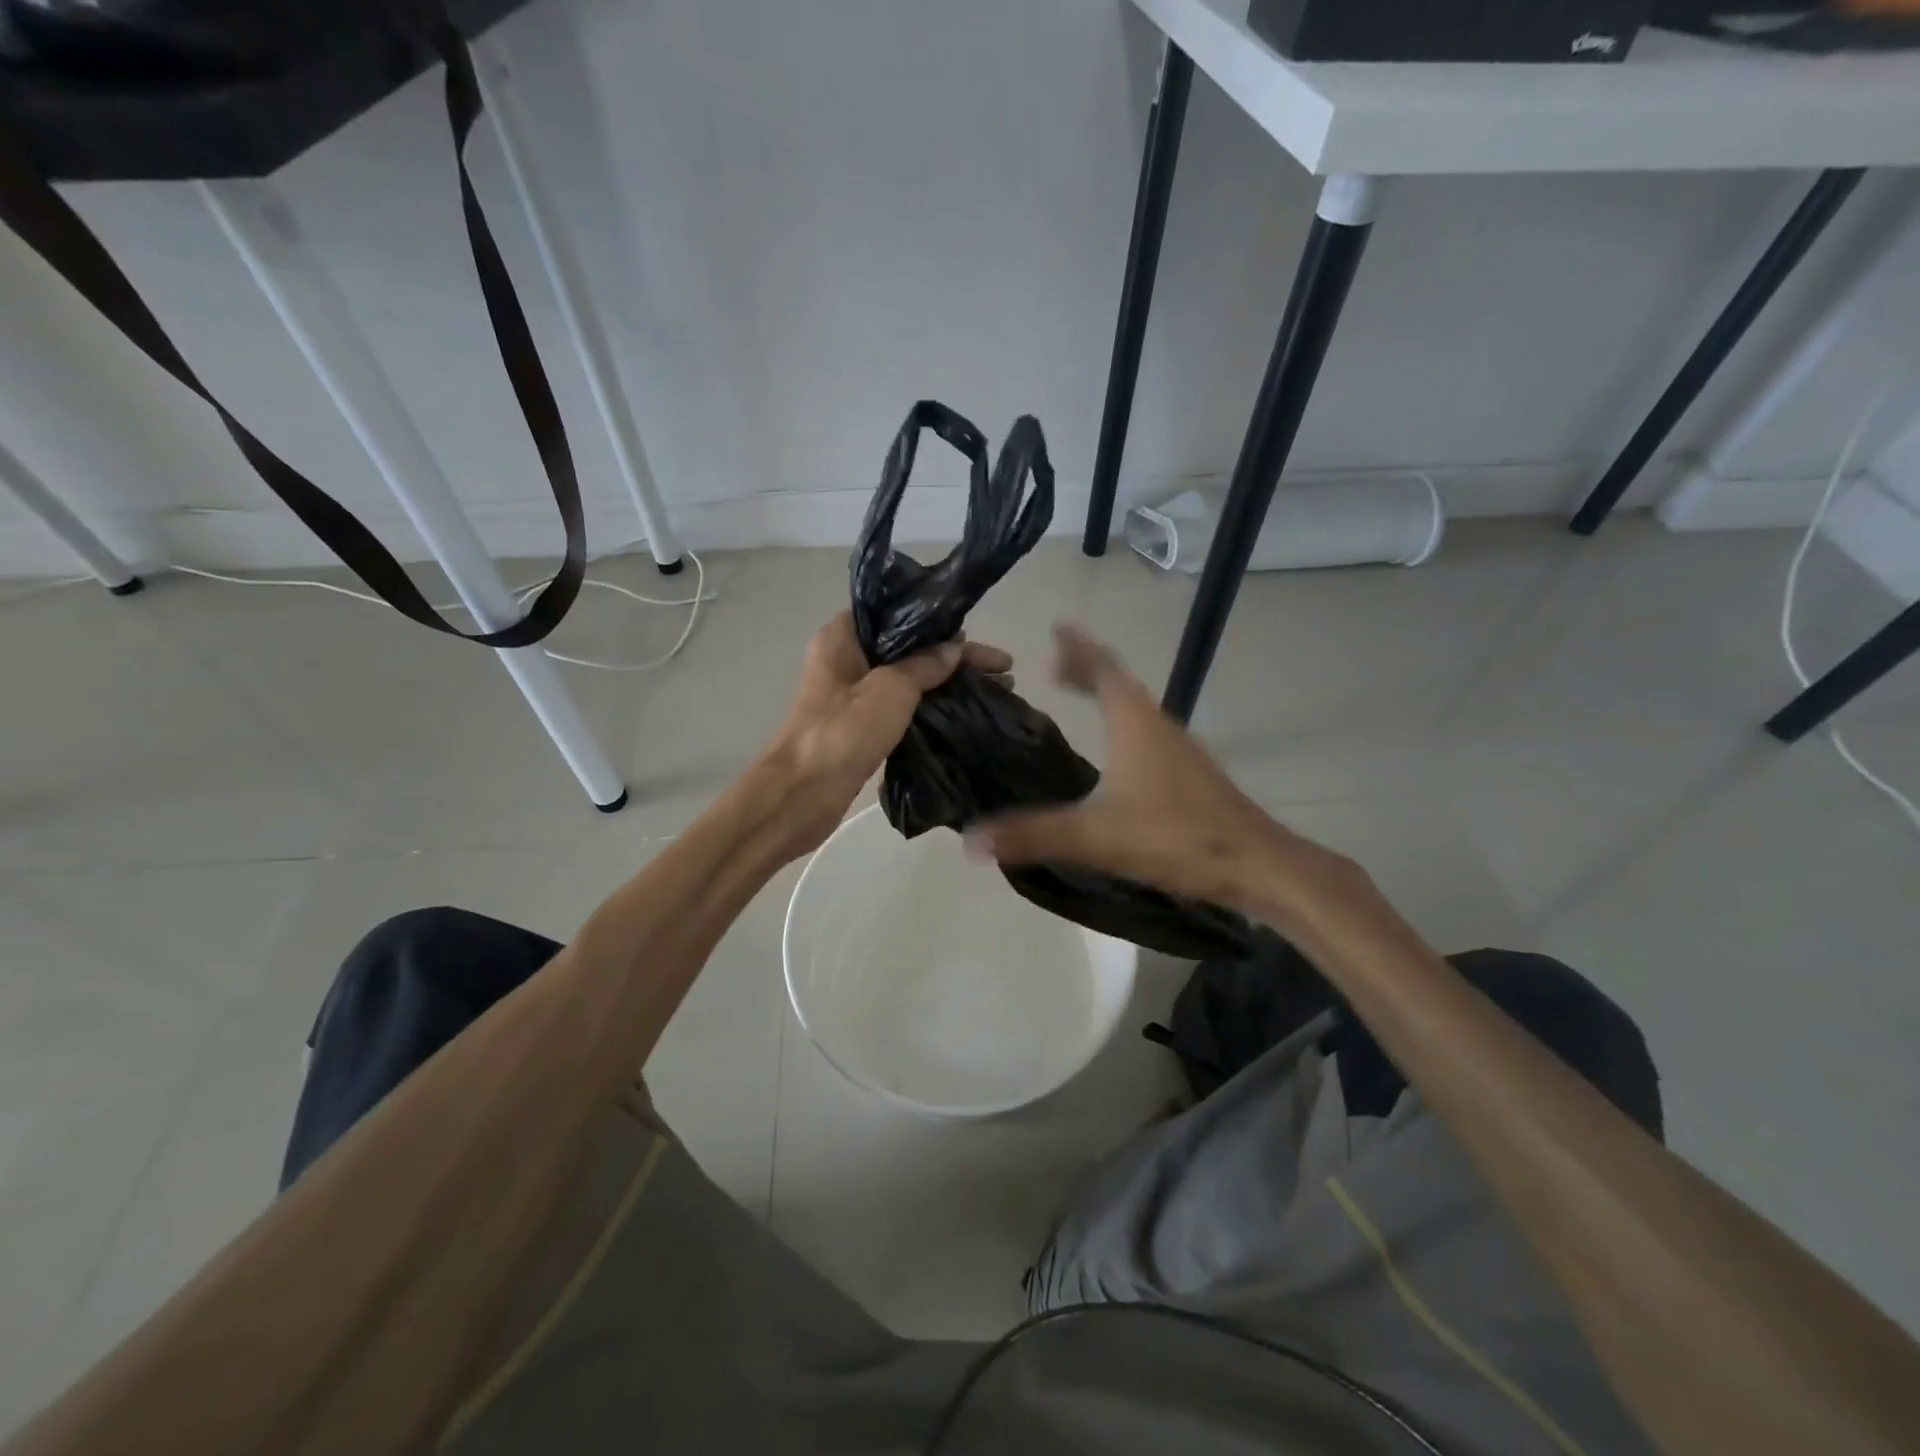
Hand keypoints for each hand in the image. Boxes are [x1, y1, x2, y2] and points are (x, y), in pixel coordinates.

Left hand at [760, 612, 1011, 856]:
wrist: (802, 794)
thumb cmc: (843, 731)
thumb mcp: (891, 688)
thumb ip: (925, 664)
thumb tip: (954, 649)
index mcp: (842, 637)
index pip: (896, 614)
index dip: (938, 621)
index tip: (974, 632)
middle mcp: (845, 660)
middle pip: (908, 647)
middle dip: (955, 657)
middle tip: (1002, 669)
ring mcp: (852, 696)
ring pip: (909, 679)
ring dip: (948, 684)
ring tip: (998, 690)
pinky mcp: (861, 727)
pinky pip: (904, 708)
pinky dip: (933, 708)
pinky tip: (965, 714)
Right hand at [971, 625, 1366, 927]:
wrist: (1255, 865)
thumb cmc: (1176, 837)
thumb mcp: (1096, 836)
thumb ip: (1033, 835)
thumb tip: (972, 840)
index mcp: (1134, 722)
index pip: (1101, 669)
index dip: (1077, 648)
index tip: (1057, 627)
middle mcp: (1158, 725)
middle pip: (1118, 683)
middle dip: (1086, 667)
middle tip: (1054, 664)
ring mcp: (1178, 750)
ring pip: (1135, 708)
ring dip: (1106, 694)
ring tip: (1077, 695)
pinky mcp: (1189, 775)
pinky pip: (1146, 733)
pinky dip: (1121, 724)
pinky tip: (1114, 751)